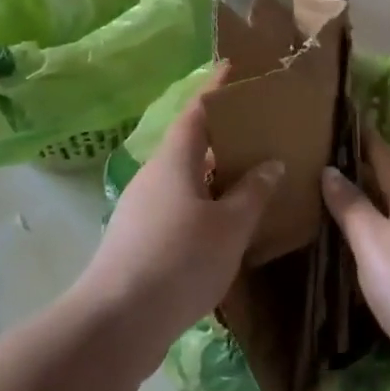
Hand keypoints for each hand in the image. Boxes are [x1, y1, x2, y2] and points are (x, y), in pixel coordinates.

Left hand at [75, 69, 282, 361]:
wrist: (118, 322)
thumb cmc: (179, 260)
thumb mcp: (229, 226)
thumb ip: (253, 192)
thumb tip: (271, 163)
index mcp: (173, 160)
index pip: (197, 110)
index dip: (217, 88)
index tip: (234, 68)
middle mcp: (154, 176)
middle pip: (190, 143)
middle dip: (222, 134)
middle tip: (259, 129)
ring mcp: (143, 209)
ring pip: (186, 178)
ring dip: (215, 174)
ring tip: (252, 176)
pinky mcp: (140, 239)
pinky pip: (180, 207)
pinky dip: (205, 204)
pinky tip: (228, 223)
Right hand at [322, 129, 389, 390]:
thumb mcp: (371, 241)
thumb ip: (350, 205)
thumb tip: (331, 169)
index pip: (388, 159)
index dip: (368, 138)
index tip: (351, 117)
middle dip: (368, 171)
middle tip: (334, 158)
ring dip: (373, 207)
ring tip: (341, 201)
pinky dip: (378, 240)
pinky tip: (362, 251)